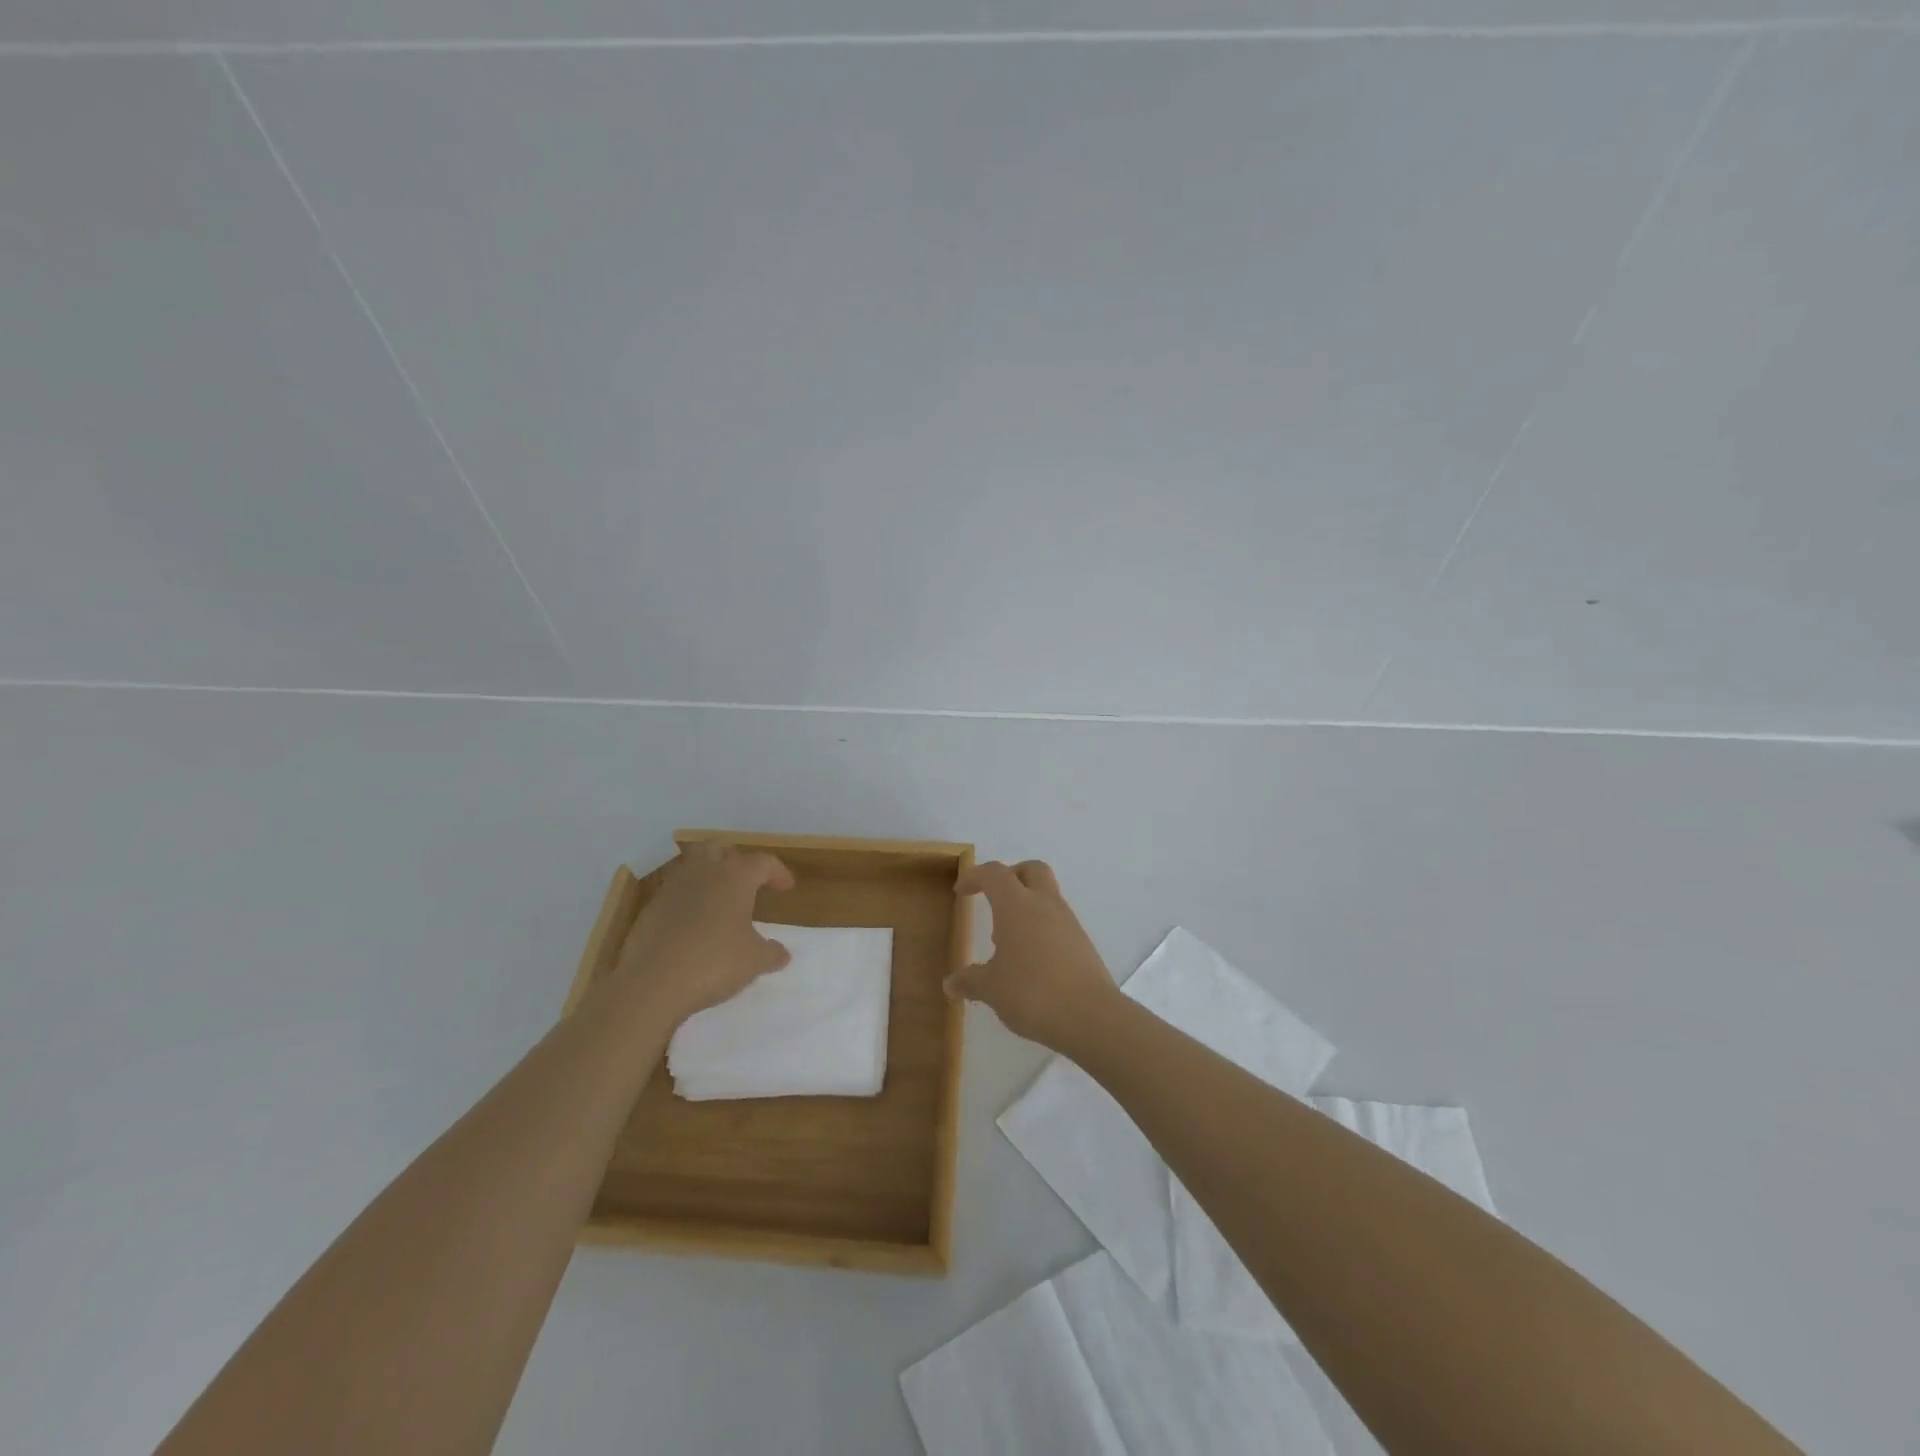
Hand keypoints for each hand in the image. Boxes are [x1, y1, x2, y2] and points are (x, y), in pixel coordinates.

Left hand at [612, 842, 794, 1025]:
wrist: (651, 984)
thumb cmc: (713, 963)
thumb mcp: (754, 962)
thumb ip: (772, 953)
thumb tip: (782, 953)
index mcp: (735, 877)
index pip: (763, 862)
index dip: (777, 872)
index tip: (785, 888)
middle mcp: (704, 872)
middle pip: (721, 849)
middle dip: (737, 860)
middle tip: (747, 882)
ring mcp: (673, 887)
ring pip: (693, 864)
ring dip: (708, 873)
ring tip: (719, 896)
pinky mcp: (651, 907)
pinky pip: (674, 890)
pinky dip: (688, 897)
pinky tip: (693, 921)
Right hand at [949, 860, 1118, 1052]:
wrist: (1090, 1016)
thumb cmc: (1032, 993)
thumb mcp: (992, 989)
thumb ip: (970, 981)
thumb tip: (951, 984)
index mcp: (1016, 905)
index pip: (994, 874)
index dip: (975, 877)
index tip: (961, 891)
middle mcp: (1045, 904)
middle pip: (1031, 870)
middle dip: (1011, 875)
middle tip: (994, 897)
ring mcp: (1068, 922)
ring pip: (1047, 895)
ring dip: (1027, 905)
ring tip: (1008, 941)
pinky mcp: (1082, 942)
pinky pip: (1058, 921)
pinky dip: (1042, 928)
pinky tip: (1031, 960)